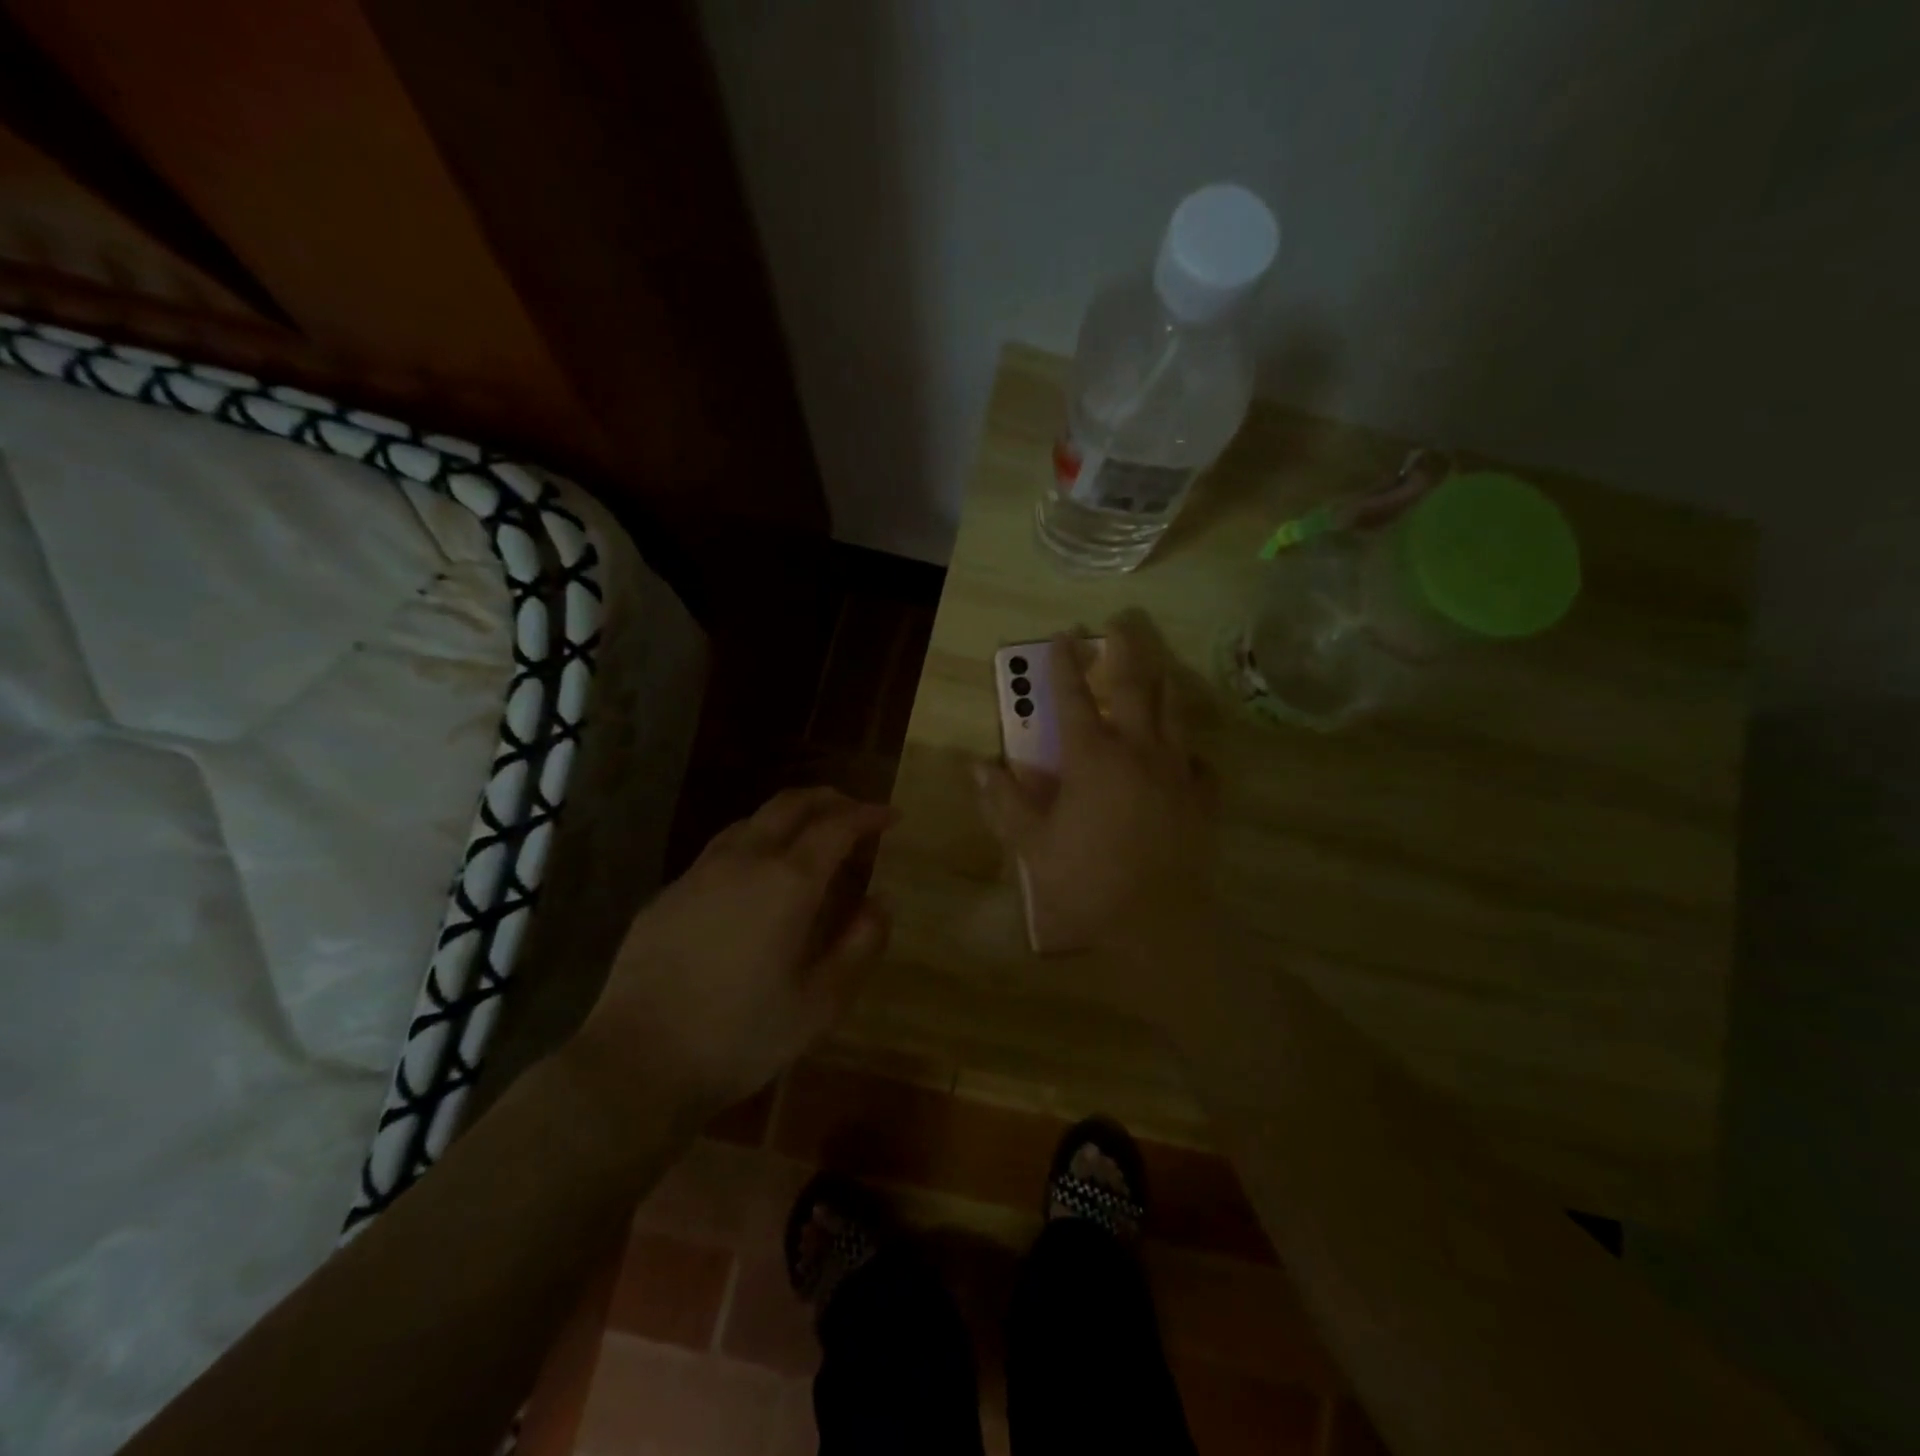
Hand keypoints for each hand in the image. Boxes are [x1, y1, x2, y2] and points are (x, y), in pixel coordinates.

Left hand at [576, 787, 896, 1114]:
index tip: (891, 818)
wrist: (636, 1062)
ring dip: (788, 818)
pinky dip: (753, 845)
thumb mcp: (821, 1003)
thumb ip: (859, 945)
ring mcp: (699, 873)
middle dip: (830, 800)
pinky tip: (753, 880)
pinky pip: (720, 851)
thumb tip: (879, 903)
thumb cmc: (741, 1036)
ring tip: (808, 840)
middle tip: (855, 813)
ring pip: (751, 820)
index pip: (837, 826)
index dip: (869, 815)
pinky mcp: (668, 894)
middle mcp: (744, 860)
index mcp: (788, 882)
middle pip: (791, 804)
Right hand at [975, 611, 1216, 984]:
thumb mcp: (1032, 845)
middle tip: (1122, 622)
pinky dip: (1188, 750)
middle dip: (1126, 650)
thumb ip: (1005, 802)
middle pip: (1134, 687)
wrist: (1156, 922)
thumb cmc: (1086, 881)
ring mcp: (1176, 771)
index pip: (1073, 698)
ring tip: (1159, 667)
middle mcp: (1137, 751)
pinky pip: (1198, 761)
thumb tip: (978, 766)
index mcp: (1092, 757)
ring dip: (1163, 683)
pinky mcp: (1202, 797)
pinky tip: (1185, 753)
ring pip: (1173, 713)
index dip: (1064, 664)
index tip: (1062, 635)